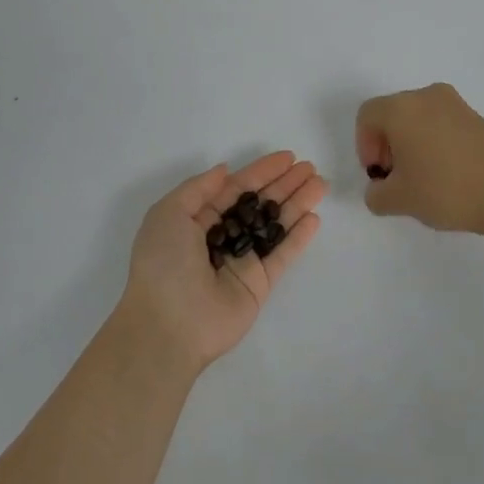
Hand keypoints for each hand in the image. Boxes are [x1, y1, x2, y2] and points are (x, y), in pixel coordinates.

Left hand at [118, 152, 326, 373]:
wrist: (167, 326)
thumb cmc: (163, 263)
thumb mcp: (168, 214)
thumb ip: (199, 188)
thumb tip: (225, 170)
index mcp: (197, 220)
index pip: (236, 189)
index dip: (261, 171)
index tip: (287, 157)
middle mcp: (222, 238)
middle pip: (259, 204)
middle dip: (284, 184)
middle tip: (310, 168)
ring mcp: (242, 261)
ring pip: (275, 226)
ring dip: (297, 204)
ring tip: (320, 184)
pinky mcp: (259, 285)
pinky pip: (282, 256)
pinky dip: (298, 238)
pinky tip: (314, 218)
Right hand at [355, 83, 483, 234]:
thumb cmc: (445, 190)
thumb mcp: (398, 200)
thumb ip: (376, 194)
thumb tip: (379, 189)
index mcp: (401, 108)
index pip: (367, 116)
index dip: (364, 146)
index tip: (379, 174)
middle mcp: (426, 96)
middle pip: (392, 113)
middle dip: (387, 144)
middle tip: (396, 177)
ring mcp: (455, 103)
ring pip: (418, 117)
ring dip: (411, 142)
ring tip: (422, 177)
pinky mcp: (477, 116)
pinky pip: (442, 122)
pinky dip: (434, 141)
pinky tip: (446, 172)